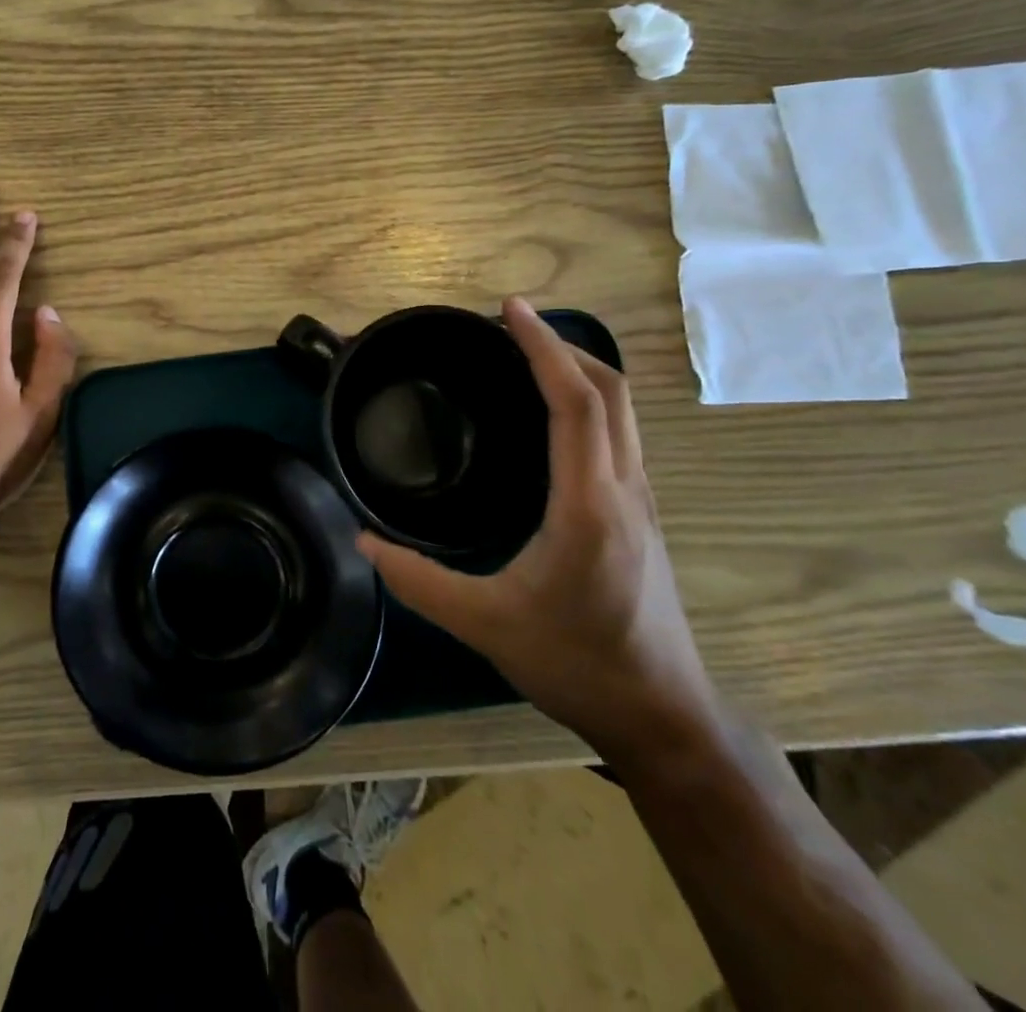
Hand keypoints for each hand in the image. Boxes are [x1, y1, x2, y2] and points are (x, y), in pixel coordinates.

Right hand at [357, 298, 719, 764]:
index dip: (543, 347)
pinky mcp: (642, 514)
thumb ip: (419, 581)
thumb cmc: (576, 664)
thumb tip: (364, 541)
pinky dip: (589, 402)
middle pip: (611, 390)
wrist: (661, 716)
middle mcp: (623, 488)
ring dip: (580, 370)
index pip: (576, 402)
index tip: (510, 310)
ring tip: (527, 358)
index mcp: (588, 504)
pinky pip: (620, 433)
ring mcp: (641, 500)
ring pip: (623, 410)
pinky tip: (551, 418)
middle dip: (564, 345)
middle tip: (510, 328)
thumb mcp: (485, 624)